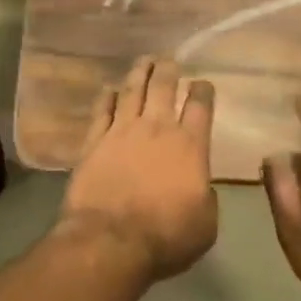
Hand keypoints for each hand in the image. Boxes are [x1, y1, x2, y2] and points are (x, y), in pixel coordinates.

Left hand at [60, 59, 218, 281]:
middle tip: (169, 59)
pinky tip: (109, 89)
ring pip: (132, 91)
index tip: (202, 82)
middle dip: (168, 70)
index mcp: (190, 146)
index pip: (200, 107)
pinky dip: (106, 97)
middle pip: (163, 88)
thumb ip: (207, 197)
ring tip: (144, 60)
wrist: (111, 240)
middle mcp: (157, 129)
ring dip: (139, 73)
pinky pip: (101, 111)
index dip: (202, 90)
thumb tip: (201, 186)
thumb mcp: (206, 224)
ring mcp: (122, 132)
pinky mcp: (94, 142)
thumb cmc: (166, 236)